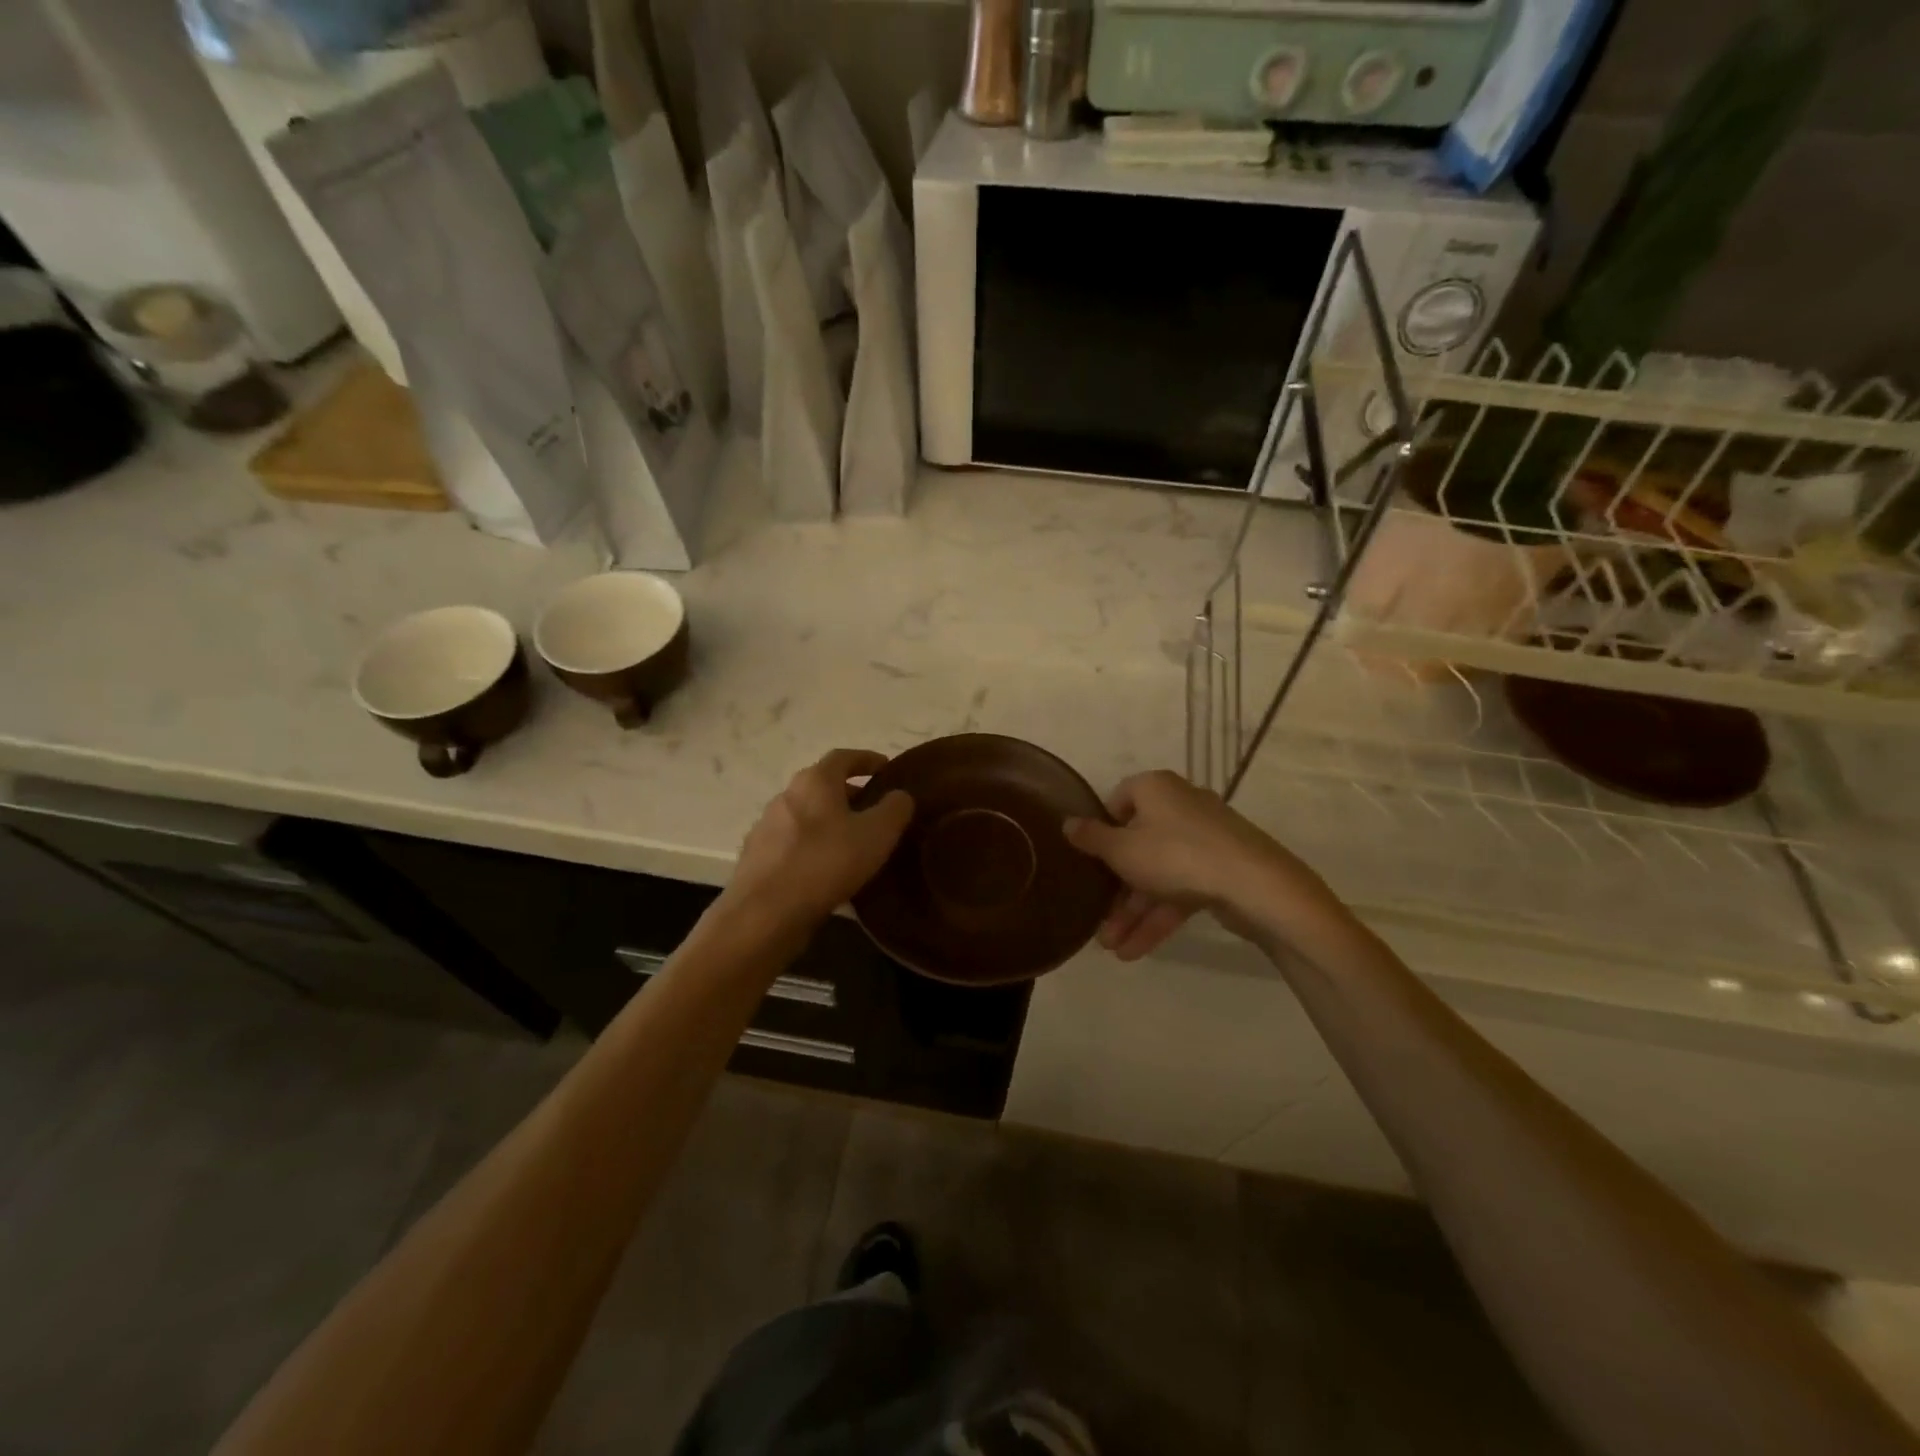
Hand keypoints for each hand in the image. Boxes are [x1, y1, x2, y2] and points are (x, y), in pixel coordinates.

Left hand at [725, 748, 913, 934]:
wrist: (764, 913)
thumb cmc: (826, 863)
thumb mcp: (877, 834)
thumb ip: (894, 809)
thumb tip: (899, 795)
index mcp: (814, 781)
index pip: (843, 757)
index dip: (867, 759)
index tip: (886, 768)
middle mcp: (786, 795)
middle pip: (823, 786)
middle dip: (850, 794)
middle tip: (875, 811)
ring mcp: (766, 827)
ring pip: (807, 816)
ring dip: (830, 823)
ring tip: (854, 844)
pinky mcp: (757, 857)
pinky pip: (793, 844)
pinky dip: (813, 848)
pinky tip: (826, 870)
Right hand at [1063, 770, 1339, 959]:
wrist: (1255, 885)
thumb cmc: (1175, 855)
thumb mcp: (1121, 849)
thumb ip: (1091, 838)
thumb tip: (1067, 823)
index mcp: (1156, 789)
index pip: (1118, 800)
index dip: (1101, 830)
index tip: (1089, 859)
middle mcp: (1180, 807)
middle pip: (1137, 845)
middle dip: (1115, 890)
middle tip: (1097, 920)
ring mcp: (1204, 840)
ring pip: (1158, 874)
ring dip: (1134, 912)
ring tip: (1113, 949)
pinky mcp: (1222, 870)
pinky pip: (1181, 890)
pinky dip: (1160, 916)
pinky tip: (1137, 951)